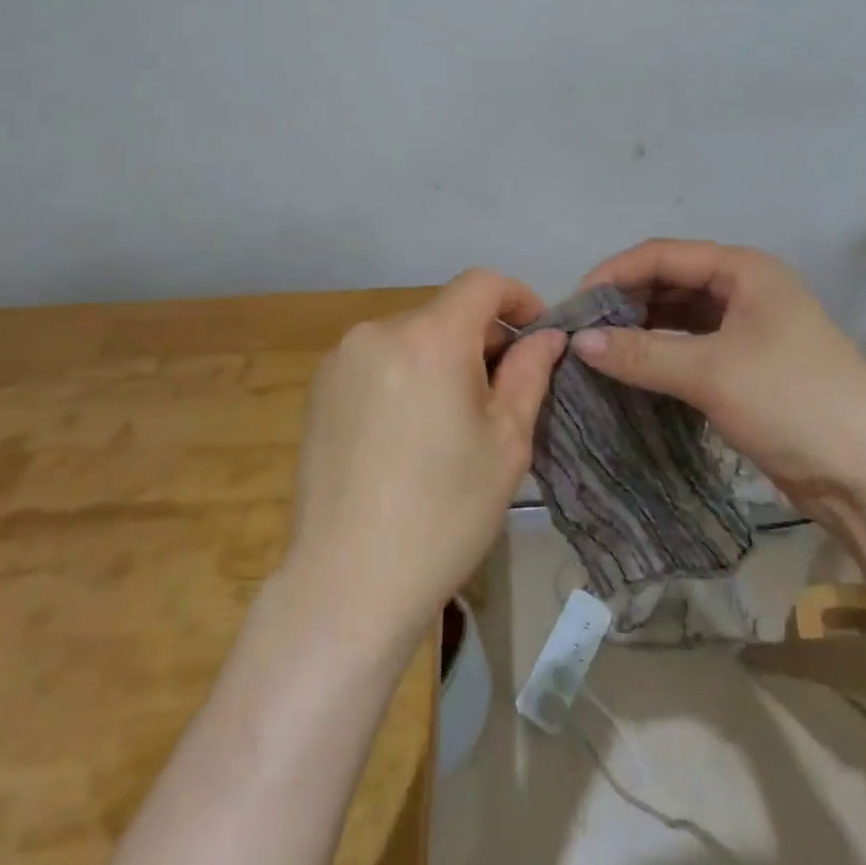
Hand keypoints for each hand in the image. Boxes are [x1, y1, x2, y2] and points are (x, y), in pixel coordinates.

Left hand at [284, 269, 565, 652]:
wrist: (349, 581)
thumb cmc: (445, 513)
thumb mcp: (506, 442)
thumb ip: (529, 373)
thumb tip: (547, 335)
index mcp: (429, 337)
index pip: (481, 283)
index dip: (518, 299)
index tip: (536, 336)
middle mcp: (378, 331)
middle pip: (444, 312)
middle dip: (481, 339)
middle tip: (501, 394)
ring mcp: (341, 359)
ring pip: (410, 338)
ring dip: (441, 359)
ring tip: (452, 421)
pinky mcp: (318, 389)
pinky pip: (377, 362)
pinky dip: (405, 376)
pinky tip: (408, 434)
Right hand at [571, 239, 865, 505]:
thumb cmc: (793, 402)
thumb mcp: (711, 372)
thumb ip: (640, 354)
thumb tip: (577, 343)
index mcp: (745, 271)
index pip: (663, 255)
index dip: (615, 274)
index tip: (574, 305)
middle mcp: (746, 291)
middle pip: (670, 283)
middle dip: (625, 302)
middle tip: (582, 332)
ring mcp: (749, 331)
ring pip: (679, 318)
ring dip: (640, 331)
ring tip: (597, 352)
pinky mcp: (748, 369)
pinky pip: (691, 349)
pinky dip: (659, 356)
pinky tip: (630, 372)